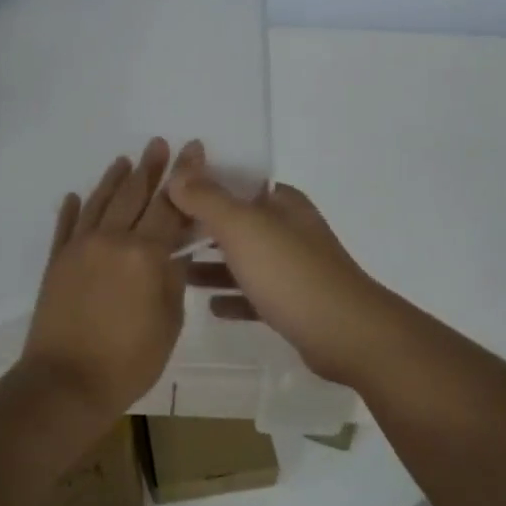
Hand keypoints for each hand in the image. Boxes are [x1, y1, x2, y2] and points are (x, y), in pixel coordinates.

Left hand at [19, 138, 192, 418]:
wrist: (66, 383)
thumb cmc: (128, 360)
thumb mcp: (169, 322)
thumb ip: (172, 280)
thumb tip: (171, 254)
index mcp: (145, 255)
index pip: (171, 207)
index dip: (184, 178)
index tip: (193, 150)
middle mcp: (112, 240)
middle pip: (134, 196)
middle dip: (150, 168)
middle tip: (159, 143)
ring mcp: (79, 249)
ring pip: (99, 203)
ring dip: (114, 180)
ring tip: (125, 160)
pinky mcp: (57, 263)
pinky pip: (66, 227)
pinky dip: (72, 209)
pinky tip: (76, 195)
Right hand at [168, 143, 400, 386]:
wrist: (345, 334)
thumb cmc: (291, 273)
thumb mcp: (243, 228)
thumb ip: (208, 199)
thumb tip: (178, 172)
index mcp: (282, 203)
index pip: (237, 183)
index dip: (202, 186)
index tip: (164, 197)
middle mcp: (289, 230)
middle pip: (238, 223)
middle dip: (201, 228)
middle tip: (160, 238)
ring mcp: (293, 268)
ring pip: (244, 260)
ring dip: (212, 265)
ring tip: (175, 272)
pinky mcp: (294, 304)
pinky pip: (255, 296)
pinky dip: (233, 298)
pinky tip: (210, 307)